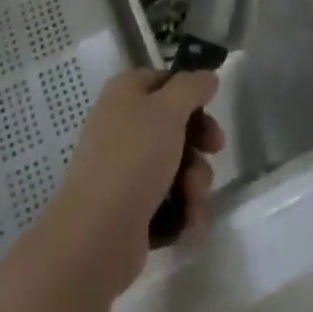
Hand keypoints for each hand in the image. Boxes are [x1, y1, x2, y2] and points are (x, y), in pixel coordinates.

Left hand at [44, 70, 225, 291]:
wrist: (97, 235)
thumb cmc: (134, 158)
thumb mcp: (168, 110)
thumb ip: (192, 87)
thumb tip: (207, 76)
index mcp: (124, 94)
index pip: (163, 80)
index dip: (189, 92)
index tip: (211, 106)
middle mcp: (122, 126)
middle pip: (174, 124)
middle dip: (199, 142)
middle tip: (215, 150)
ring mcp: (124, 168)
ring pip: (176, 164)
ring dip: (195, 181)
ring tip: (194, 200)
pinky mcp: (131, 207)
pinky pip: (168, 198)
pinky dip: (183, 208)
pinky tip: (189, 222)